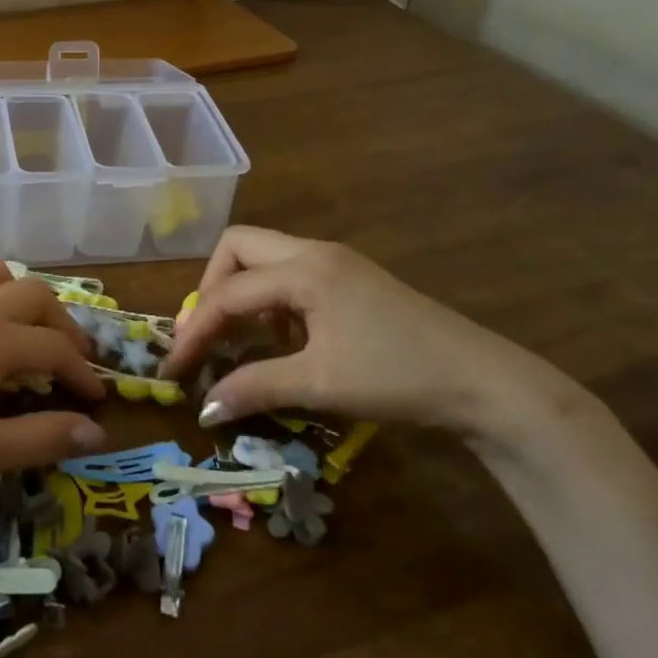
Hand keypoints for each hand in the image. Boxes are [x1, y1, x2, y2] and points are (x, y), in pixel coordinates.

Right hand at [158, 226, 544, 431]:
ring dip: (241, 294)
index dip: (194, 331)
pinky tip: (281, 339)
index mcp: (303, 269)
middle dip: (211, 289)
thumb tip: (203, 409)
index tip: (173, 369)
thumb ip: (255, 388)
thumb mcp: (320, 384)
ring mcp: (335, 262)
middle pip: (238, 248)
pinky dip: (270, 301)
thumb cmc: (397, 376)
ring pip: (264, 258)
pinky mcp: (350, 279)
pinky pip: (290, 275)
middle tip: (205, 335)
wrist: (484, 383)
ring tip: (238, 341)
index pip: (228, 293)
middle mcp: (313, 252)